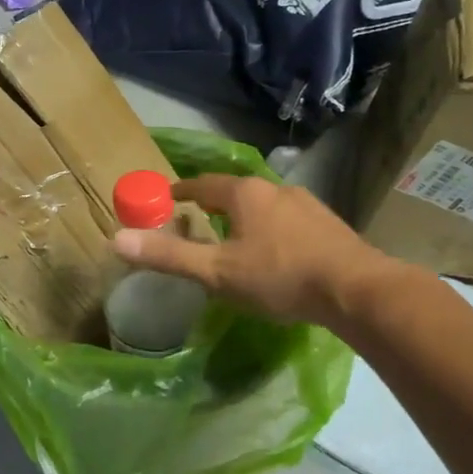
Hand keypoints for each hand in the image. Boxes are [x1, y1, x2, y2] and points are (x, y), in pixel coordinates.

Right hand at [111, 174, 388, 328]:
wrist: (356, 289)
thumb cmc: (280, 277)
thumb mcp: (218, 272)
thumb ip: (170, 255)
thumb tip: (117, 239)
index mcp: (244, 194)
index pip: (202, 184)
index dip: (182, 191)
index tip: (167, 198)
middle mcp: (275, 189)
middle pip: (235, 192)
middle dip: (215, 204)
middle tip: (198, 221)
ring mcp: (306, 204)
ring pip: (264, 206)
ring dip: (246, 218)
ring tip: (235, 239)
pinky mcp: (328, 224)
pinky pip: (288, 221)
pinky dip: (272, 231)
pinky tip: (276, 253)